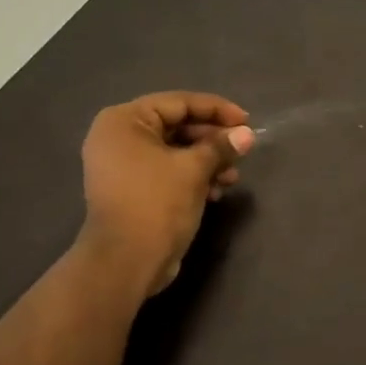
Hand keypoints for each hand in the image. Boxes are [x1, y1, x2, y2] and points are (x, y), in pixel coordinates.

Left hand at [77, 92, 255, 294]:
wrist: (126, 261)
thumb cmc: (157, 203)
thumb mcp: (194, 169)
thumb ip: (221, 147)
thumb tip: (246, 135)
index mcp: (124, 121)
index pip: (178, 103)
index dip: (216, 110)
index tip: (246, 121)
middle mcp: (118, 137)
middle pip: (176, 126)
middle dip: (213, 140)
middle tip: (243, 149)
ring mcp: (122, 166)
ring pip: (174, 151)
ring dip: (207, 161)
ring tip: (233, 176)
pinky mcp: (132, 190)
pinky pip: (167, 172)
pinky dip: (192, 177)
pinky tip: (217, 191)